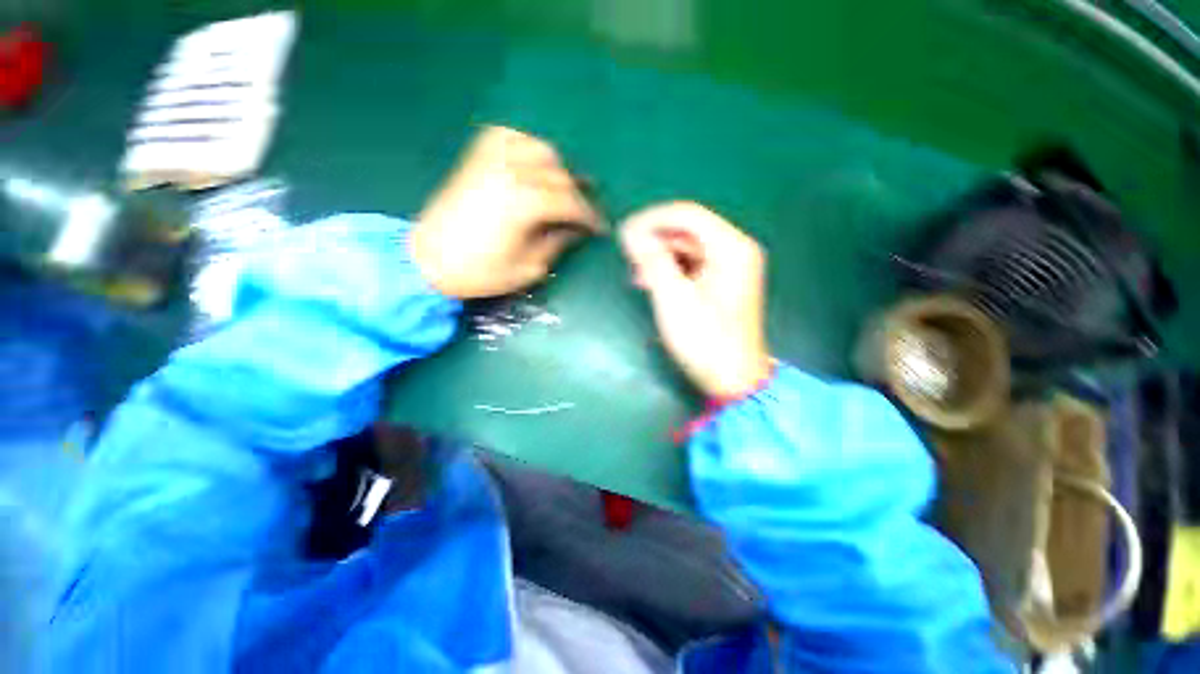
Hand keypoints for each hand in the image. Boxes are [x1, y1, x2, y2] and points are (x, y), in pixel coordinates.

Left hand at [411, 126, 601, 298]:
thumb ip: (556, 244)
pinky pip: (509, 137)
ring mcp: (491, 160)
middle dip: (578, 195)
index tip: (601, 228)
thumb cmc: (479, 273)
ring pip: (539, 149)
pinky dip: (527, 146)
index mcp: (524, 204)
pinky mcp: (476, 159)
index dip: (589, 216)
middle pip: (559, 175)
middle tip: (584, 213)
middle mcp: (511, 172)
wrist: (427, 261)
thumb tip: (576, 230)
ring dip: (557, 168)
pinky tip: (531, 165)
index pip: (570, 203)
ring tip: (562, 188)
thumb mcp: (527, 269)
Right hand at [620, 202, 771, 398]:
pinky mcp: (722, 283)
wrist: (733, 380)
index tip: (623, 234)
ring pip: (688, 248)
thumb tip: (631, 233)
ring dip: (660, 257)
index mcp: (731, 247)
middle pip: (687, 230)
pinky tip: (651, 283)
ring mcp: (730, 267)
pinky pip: (692, 265)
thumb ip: (652, 261)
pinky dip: (670, 270)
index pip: (686, 214)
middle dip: (655, 240)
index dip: (651, 220)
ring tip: (636, 275)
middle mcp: (735, 249)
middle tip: (627, 257)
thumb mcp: (673, 299)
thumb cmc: (705, 340)